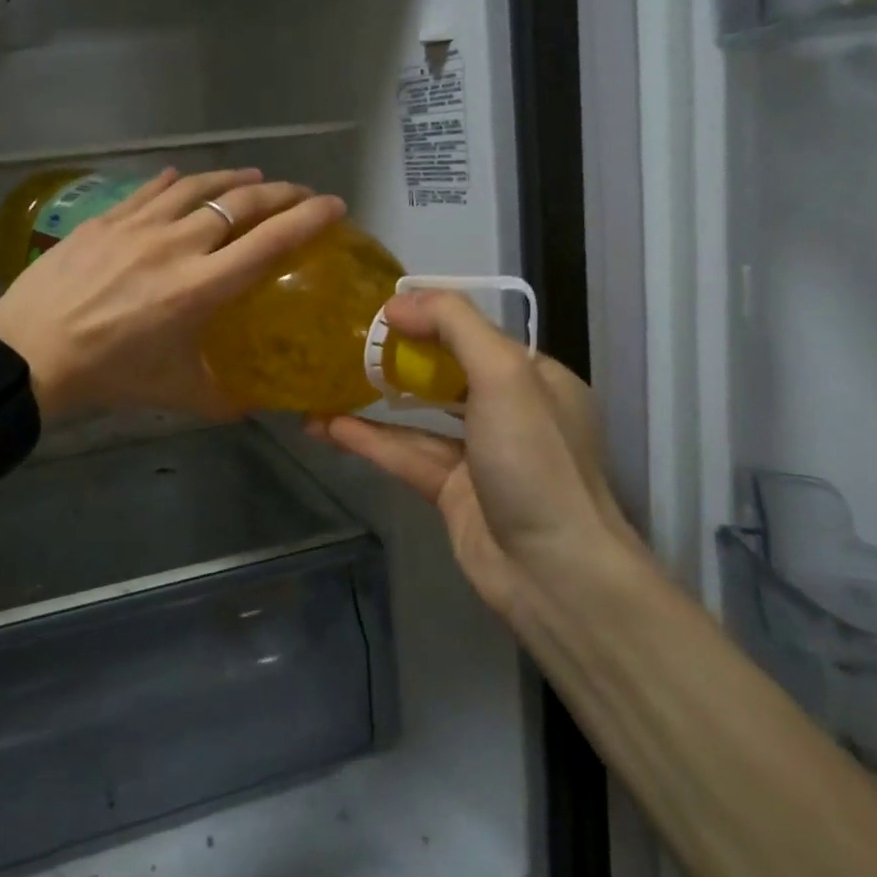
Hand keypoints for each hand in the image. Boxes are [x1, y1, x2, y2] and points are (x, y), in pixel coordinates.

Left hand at [0, 168, 345, 419]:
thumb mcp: (173, 393)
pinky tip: (183, 179)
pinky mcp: (105, 219)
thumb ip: (222, 397)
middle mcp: (176, 245)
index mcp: (200, 288)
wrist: (28, 353)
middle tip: (300, 194)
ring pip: (197, 186)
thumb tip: (256, 406)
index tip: (334, 206)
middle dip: (280, 193)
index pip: (269, 242)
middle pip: (240, 203)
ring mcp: (137, 225)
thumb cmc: (107, 375)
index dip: (308, 219)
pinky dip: (176, 182)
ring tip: (253, 177)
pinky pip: (150, 189)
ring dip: (233, 178)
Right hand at [309, 291, 642, 625]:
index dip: (429, 318)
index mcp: (535, 378)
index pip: (475, 333)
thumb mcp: (504, 374)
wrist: (553, 573)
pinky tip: (328, 427)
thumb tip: (399, 303)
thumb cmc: (533, 461)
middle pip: (444, 372)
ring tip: (322, 384)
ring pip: (418, 418)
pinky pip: (405, 455)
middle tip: (345, 345)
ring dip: (372, 403)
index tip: (379, 313)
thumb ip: (455, 325)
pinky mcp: (453, 492)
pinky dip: (369, 440)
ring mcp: (480, 455)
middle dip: (397, 358)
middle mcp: (509, 412)